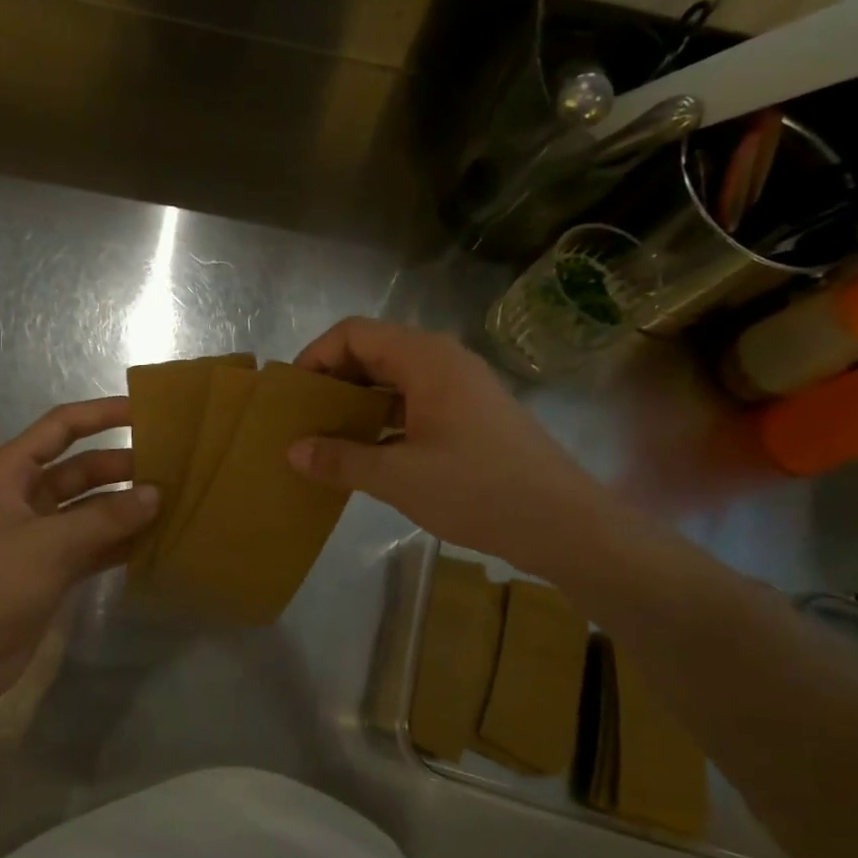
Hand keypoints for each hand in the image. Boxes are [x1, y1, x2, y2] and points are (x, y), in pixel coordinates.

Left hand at [0, 397, 156, 705]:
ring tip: (174, 501)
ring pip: (92, 508)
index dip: (102, 414)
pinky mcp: (52, 568)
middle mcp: (25, 496)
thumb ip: (107, 517)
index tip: (146, 412)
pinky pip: (94, 543)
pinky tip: (156, 541)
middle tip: (173, 466)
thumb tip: (156, 494)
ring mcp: (40, 534)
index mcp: (11, 472)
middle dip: (123, 466)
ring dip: (126, 506)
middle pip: (83, 468)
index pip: (62, 427)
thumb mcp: (51, 543)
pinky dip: (120, 541)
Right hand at [288, 318, 608, 566]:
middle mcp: (444, 362)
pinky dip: (384, 419)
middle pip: (374, 351)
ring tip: (326, 435)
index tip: (292, 393)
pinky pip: (414, 402)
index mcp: (426, 359)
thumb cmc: (478, 490)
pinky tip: (366, 451)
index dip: (316, 355)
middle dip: (334, 379)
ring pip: (395, 379)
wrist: (564, 525)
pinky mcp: (471, 416)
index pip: (355, 333)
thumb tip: (293, 451)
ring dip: (358, 400)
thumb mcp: (399, 477)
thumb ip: (341, 459)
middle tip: (303, 416)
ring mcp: (461, 388)